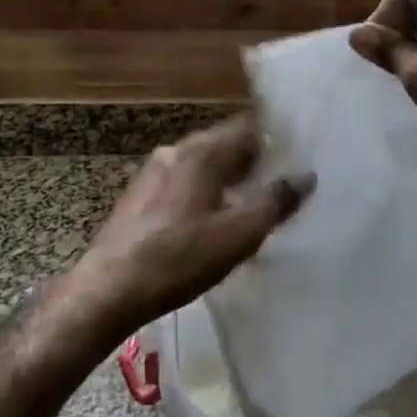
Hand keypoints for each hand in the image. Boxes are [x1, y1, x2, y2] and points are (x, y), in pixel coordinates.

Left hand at [67, 116, 312, 336]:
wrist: (110, 288)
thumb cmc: (180, 258)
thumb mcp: (238, 234)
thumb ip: (275, 202)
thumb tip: (306, 175)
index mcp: (201, 153)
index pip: (246, 129)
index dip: (273, 142)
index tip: (295, 160)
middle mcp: (175, 152)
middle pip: (222, 144)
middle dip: (250, 161)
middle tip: (276, 184)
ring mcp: (151, 172)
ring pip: (200, 164)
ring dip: (224, 177)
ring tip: (246, 203)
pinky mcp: (138, 196)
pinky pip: (181, 182)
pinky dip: (201, 191)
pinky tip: (207, 219)